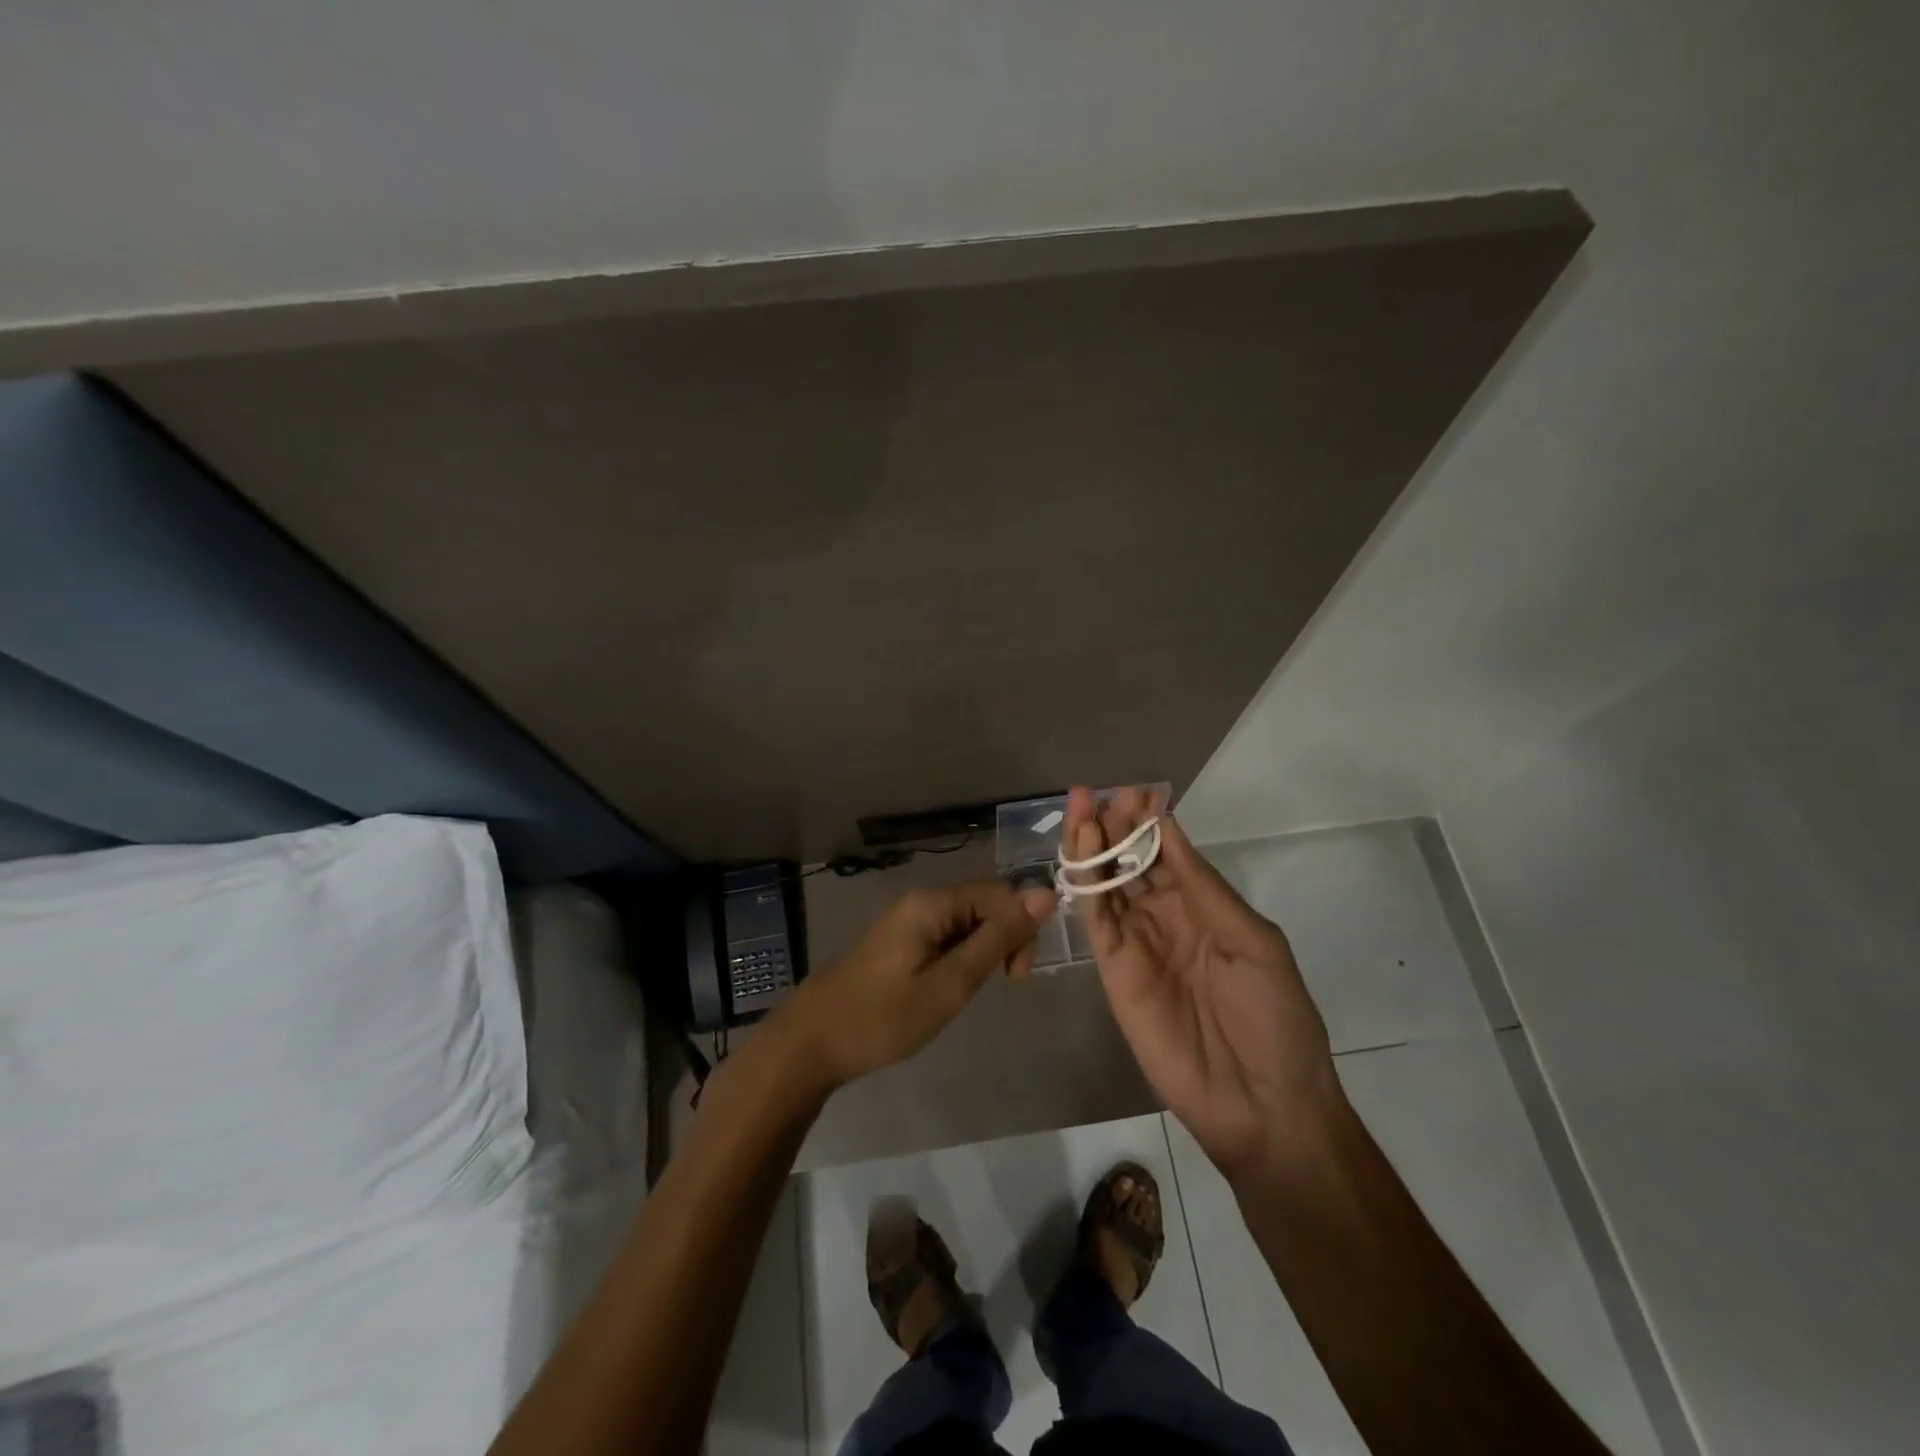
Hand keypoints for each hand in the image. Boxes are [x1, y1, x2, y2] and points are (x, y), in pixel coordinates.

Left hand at [779, 880, 1056, 1089]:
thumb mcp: (950, 983)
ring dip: (983, 953)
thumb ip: (997, 939)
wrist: (811, 1042)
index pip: (1001, 893)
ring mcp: (907, 920)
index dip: (1021, 928)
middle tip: (1001, 986)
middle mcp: (921, 901)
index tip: (1016, 976)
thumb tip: (1044, 895)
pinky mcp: (900, 941)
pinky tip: (949, 989)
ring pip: (967, 923)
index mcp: (933, 902)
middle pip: (985, 904)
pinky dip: (960, 959)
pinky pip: (946, 937)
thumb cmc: (883, 1017)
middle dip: (1004, 940)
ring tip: (969, 993)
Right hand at [1064, 786, 1340, 1177]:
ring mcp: (1136, 944)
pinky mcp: (1112, 972)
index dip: (1150, 823)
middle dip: (1115, 827)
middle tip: (1098, 793)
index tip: (1135, 792)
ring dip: (1093, 847)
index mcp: (1205, 908)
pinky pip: (1095, 921)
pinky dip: (1084, 886)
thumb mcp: (1253, 942)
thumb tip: (1170, 828)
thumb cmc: (1274, 1018)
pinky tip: (1078, 855)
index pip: (1169, 853)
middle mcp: (1166, 919)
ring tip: (1080, 808)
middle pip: (1131, 863)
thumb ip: (1203, 887)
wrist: (1261, 1104)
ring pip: (1107, 885)